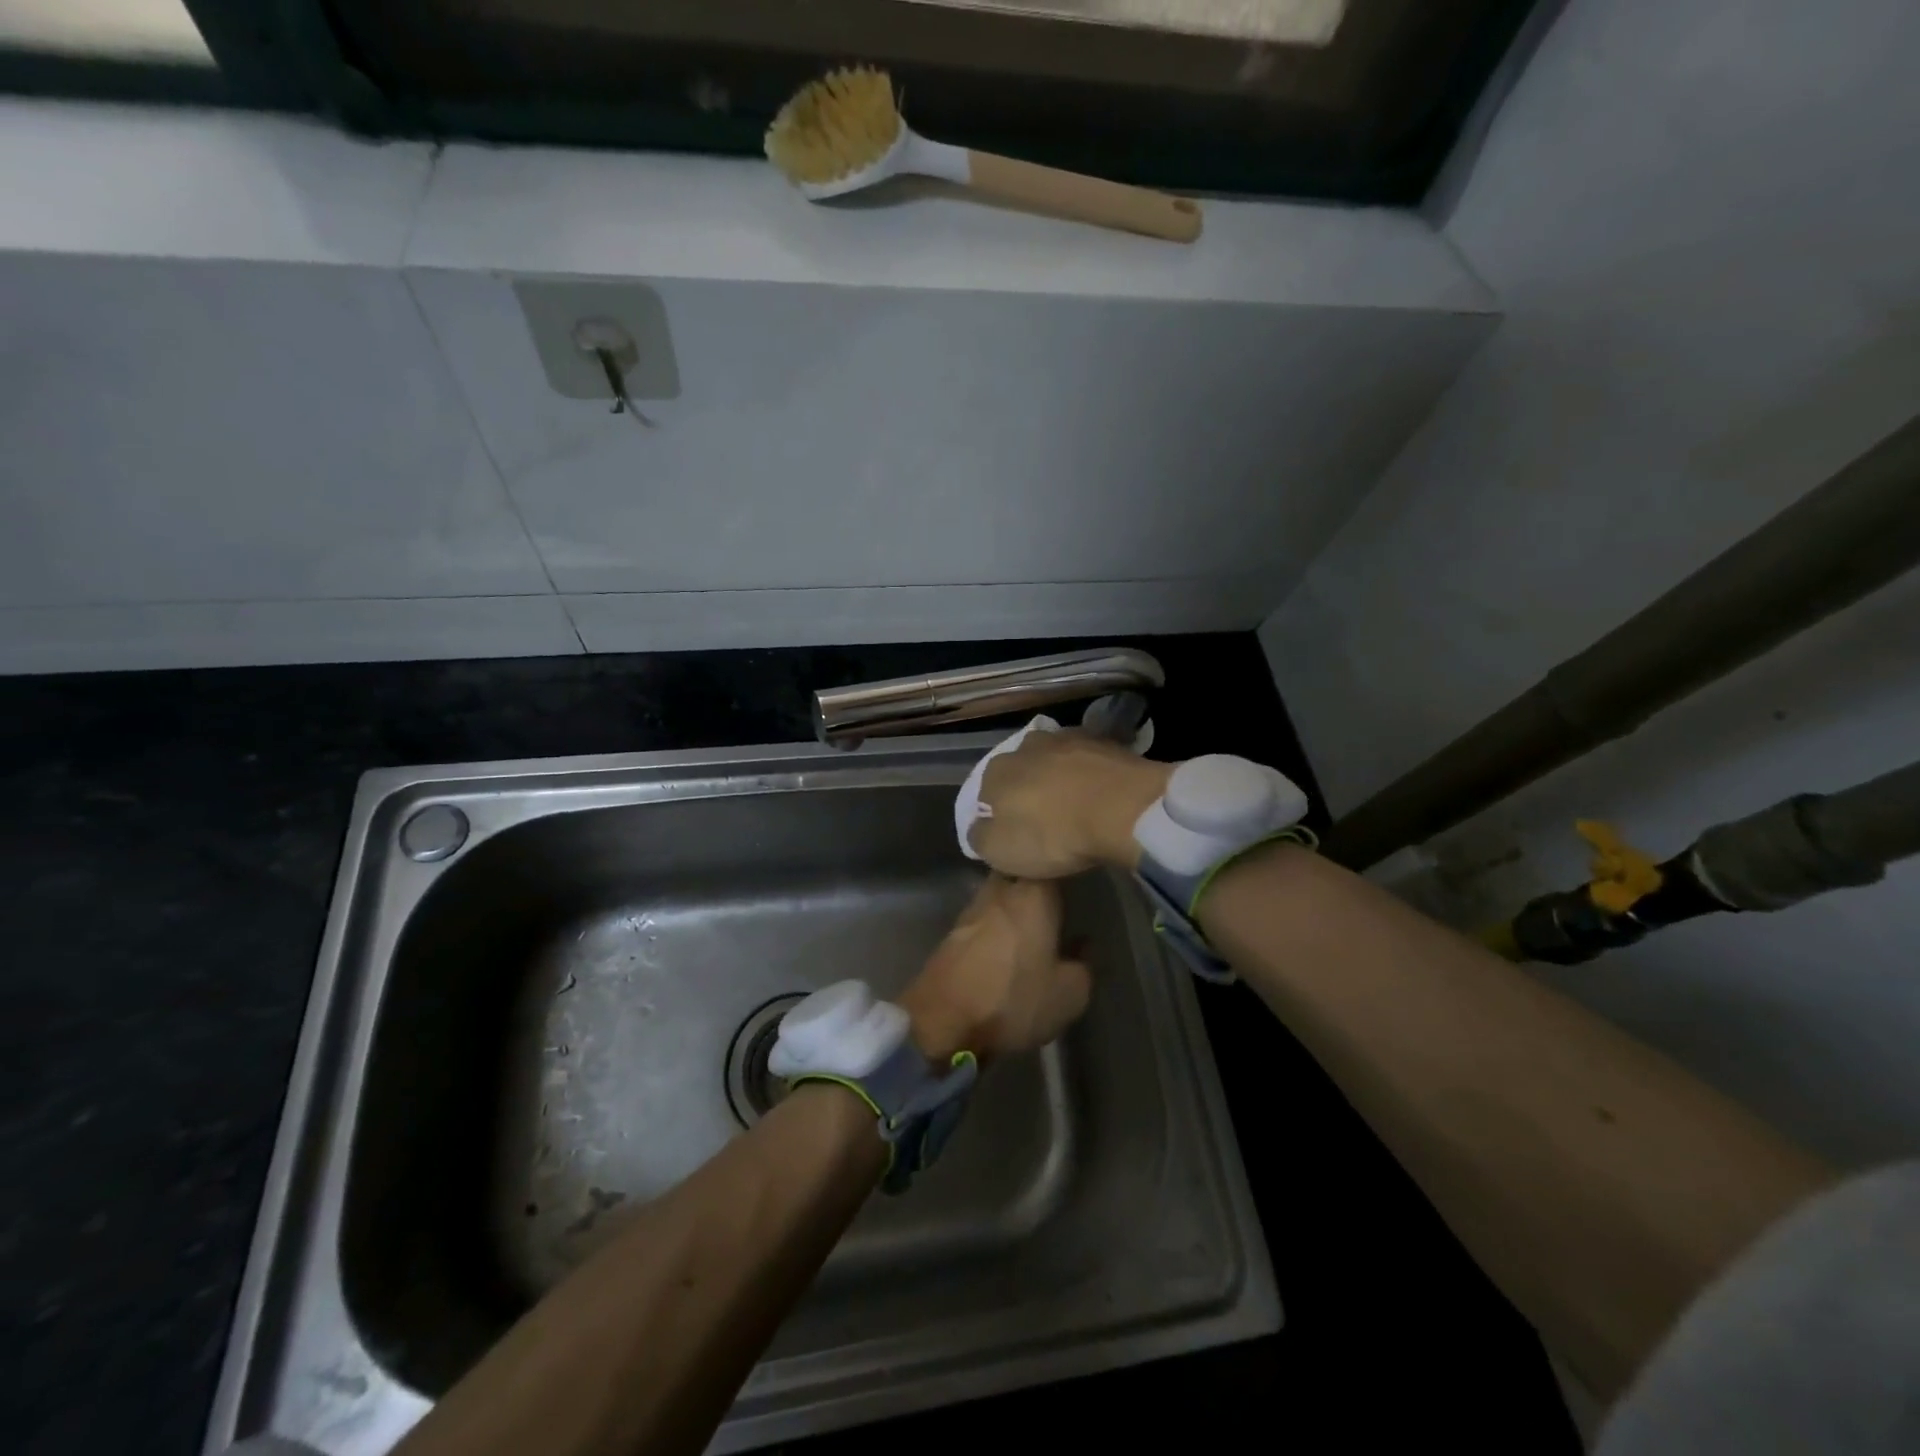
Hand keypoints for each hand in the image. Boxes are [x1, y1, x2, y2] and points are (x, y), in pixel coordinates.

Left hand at [898, 875, 1090, 1064]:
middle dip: (1036, 878)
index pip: (1051, 859)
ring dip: (1014, 901)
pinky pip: (984, 916)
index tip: (1079, 871)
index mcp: (1032, 894)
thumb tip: (1083, 945)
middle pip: (1020, 869)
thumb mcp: (1069, 994)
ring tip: (1035, 919)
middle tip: (1058, 895)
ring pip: (999, 892)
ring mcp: (971, 908)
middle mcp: (1000, 889)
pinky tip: (1008, 941)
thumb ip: (1084, 965)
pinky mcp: (953, 931)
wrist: (942, 1021)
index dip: (1064, 861)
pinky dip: (996, 923)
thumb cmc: (1013, 1000)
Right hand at [967, 730, 1173, 878]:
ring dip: (1060, 778)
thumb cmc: (1053, 834)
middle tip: (1045, 821)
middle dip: (1029, 790)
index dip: (998, 814)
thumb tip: (979, 828)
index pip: (986, 792)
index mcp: (996, 771)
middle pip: (1021, 771)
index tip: (1015, 834)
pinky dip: (1090, 774)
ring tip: (1076, 805)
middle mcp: (1026, 746)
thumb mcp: (1000, 852)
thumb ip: (980, 837)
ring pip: (1055, 760)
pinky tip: (1101, 794)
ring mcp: (1067, 739)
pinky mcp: (1104, 741)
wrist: (1122, 808)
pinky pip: (1088, 760)